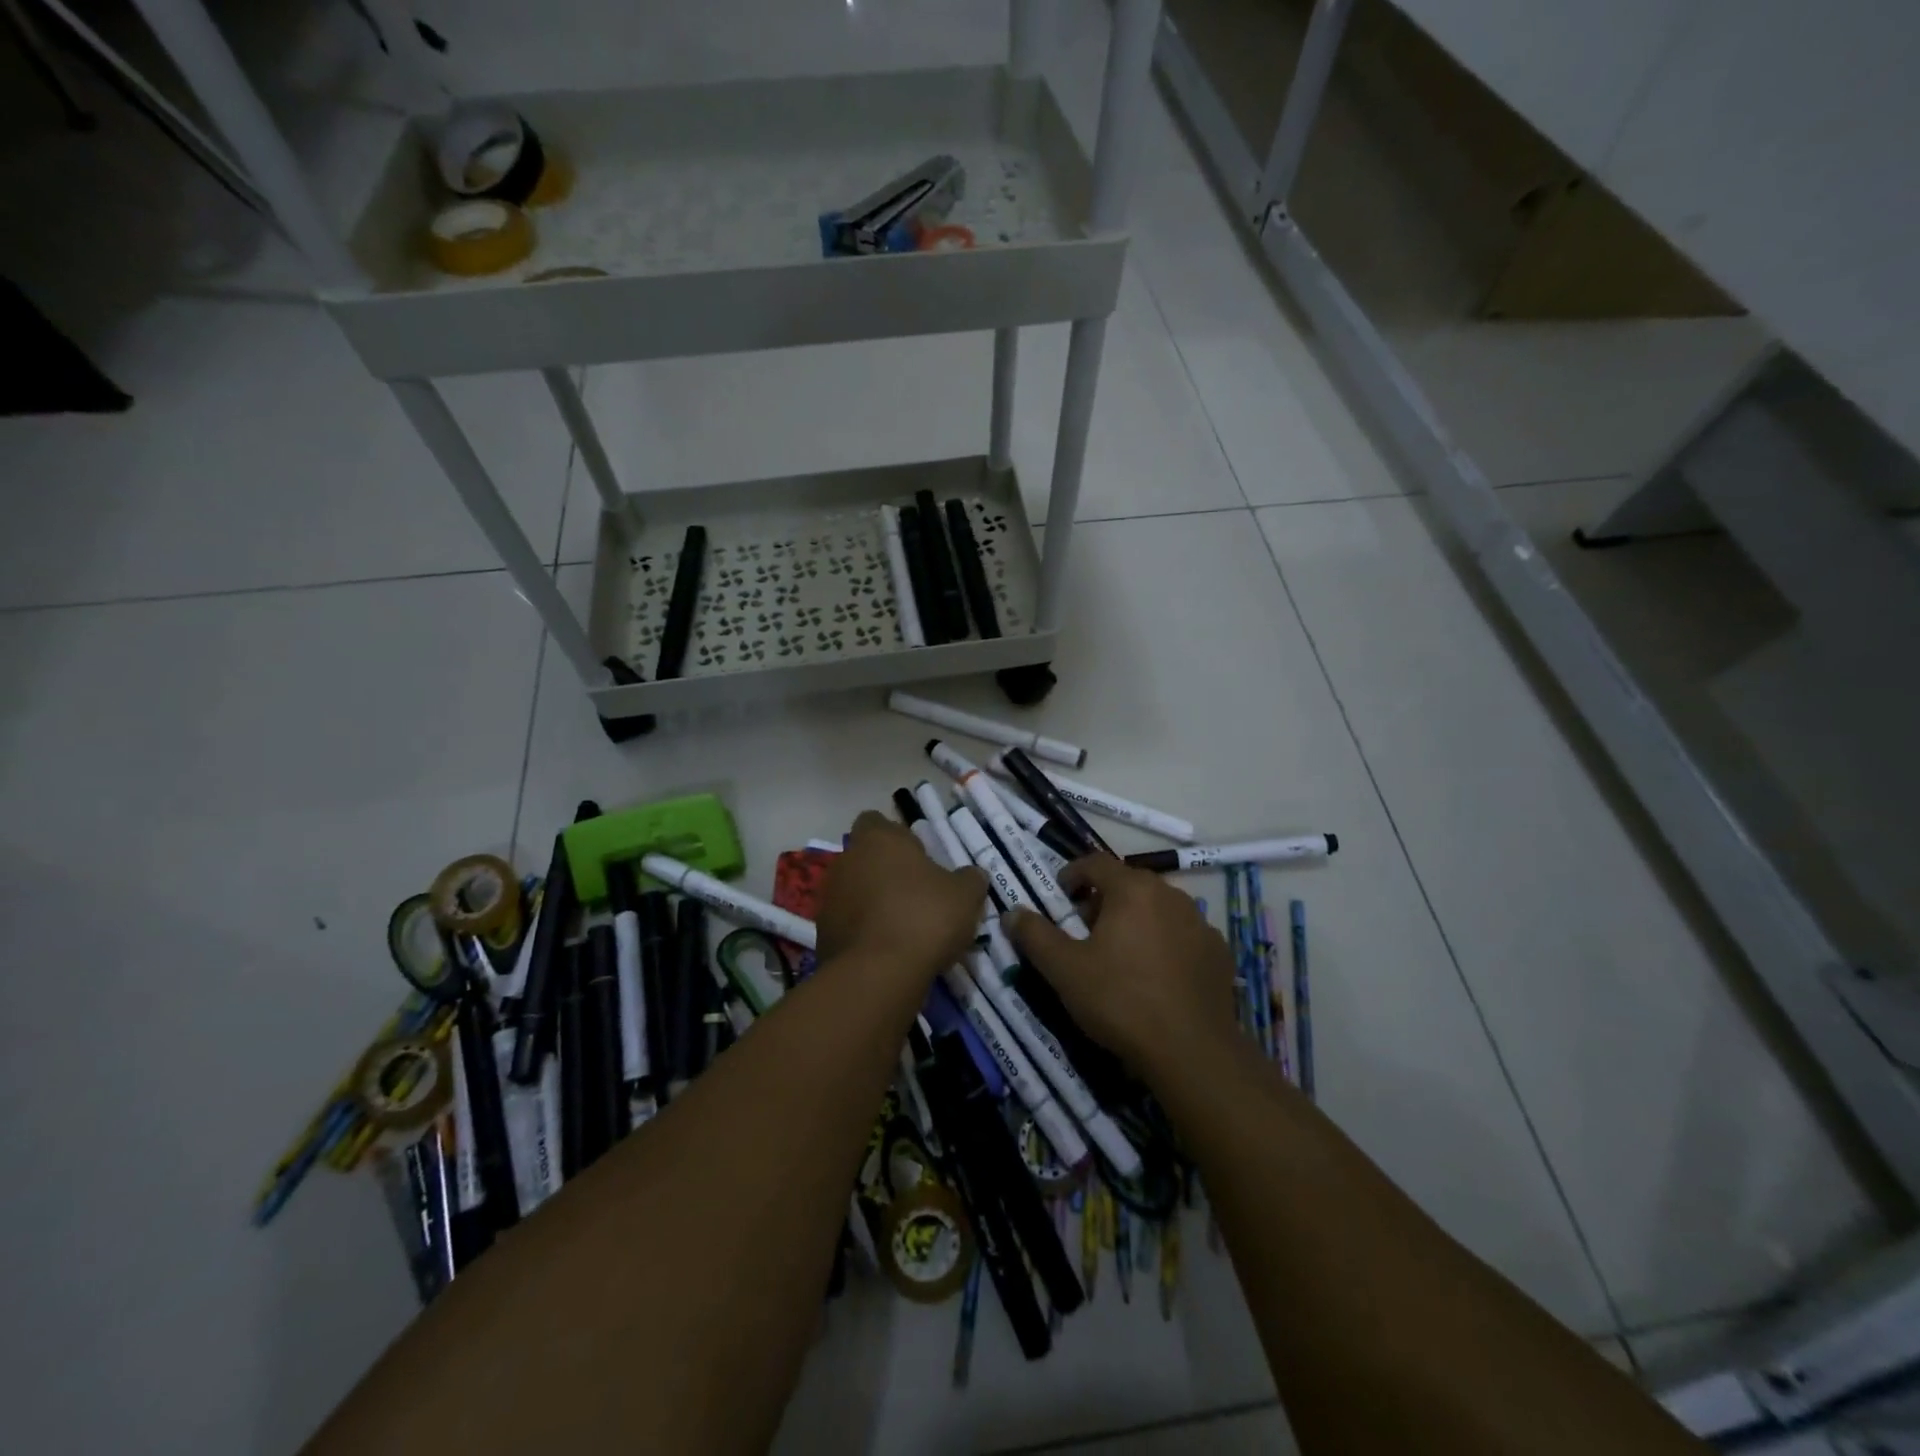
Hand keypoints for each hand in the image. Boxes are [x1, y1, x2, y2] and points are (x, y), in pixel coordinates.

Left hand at [817, 811, 988, 977]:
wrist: (878, 975)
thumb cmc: (924, 917)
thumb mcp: (965, 896)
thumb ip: (969, 879)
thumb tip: (972, 875)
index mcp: (878, 839)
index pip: (876, 822)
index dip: (896, 836)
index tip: (917, 856)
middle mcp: (846, 861)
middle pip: (864, 858)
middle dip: (885, 872)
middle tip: (916, 894)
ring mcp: (829, 898)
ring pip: (854, 892)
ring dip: (873, 903)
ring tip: (903, 928)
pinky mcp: (822, 934)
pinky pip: (848, 924)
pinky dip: (864, 932)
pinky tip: (887, 952)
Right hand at [1004, 855, 1238, 1075]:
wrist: (1192, 1052)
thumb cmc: (1121, 1000)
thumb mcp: (1064, 970)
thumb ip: (1035, 935)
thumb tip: (1012, 912)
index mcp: (1133, 889)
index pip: (1095, 863)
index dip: (1072, 874)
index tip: (1060, 897)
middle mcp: (1171, 895)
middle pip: (1128, 885)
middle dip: (1103, 902)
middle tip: (1084, 933)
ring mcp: (1200, 923)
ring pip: (1157, 909)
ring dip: (1135, 921)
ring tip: (1120, 956)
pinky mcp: (1219, 952)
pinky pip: (1182, 935)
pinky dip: (1164, 944)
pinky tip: (1156, 976)